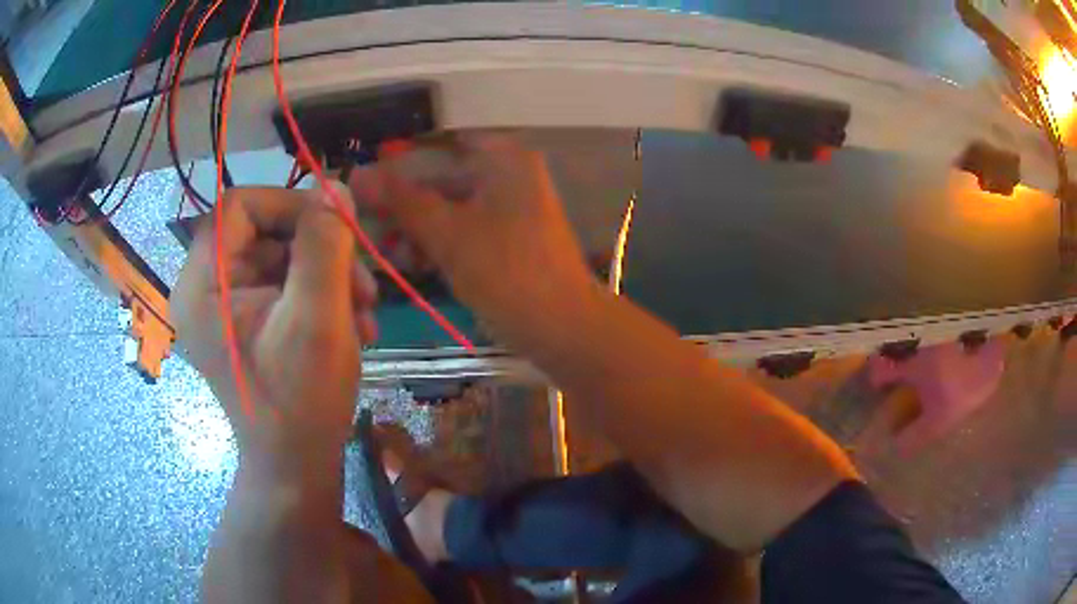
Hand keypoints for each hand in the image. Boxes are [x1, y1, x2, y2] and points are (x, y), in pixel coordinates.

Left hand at [173, 186, 377, 465]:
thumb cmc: (300, 401)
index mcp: (203, 285)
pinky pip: (281, 285)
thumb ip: (325, 245)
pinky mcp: (243, 323)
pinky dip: (318, 297)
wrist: (295, 466)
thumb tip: (335, 188)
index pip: (239, 206)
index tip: (337, 226)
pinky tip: (351, 325)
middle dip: (320, 252)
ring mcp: (223, 308)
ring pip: (280, 259)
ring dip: (328, 277)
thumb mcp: (317, 319)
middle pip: (264, 233)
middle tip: (364, 285)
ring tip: (365, 314)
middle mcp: (204, 289)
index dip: (289, 204)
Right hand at [349, 134, 598, 348]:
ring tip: (384, 250)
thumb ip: (402, 201)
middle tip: (366, 222)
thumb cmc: (506, 272)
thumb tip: (358, 174)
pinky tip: (411, 261)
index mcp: (503, 158)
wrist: (562, 328)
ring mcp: (510, 207)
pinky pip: (464, 228)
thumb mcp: (447, 233)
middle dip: (404, 202)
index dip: (399, 161)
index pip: (439, 143)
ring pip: (450, 205)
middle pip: (443, 176)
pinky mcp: (507, 238)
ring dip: (417, 226)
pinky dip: (439, 241)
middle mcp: (509, 173)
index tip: (365, 182)